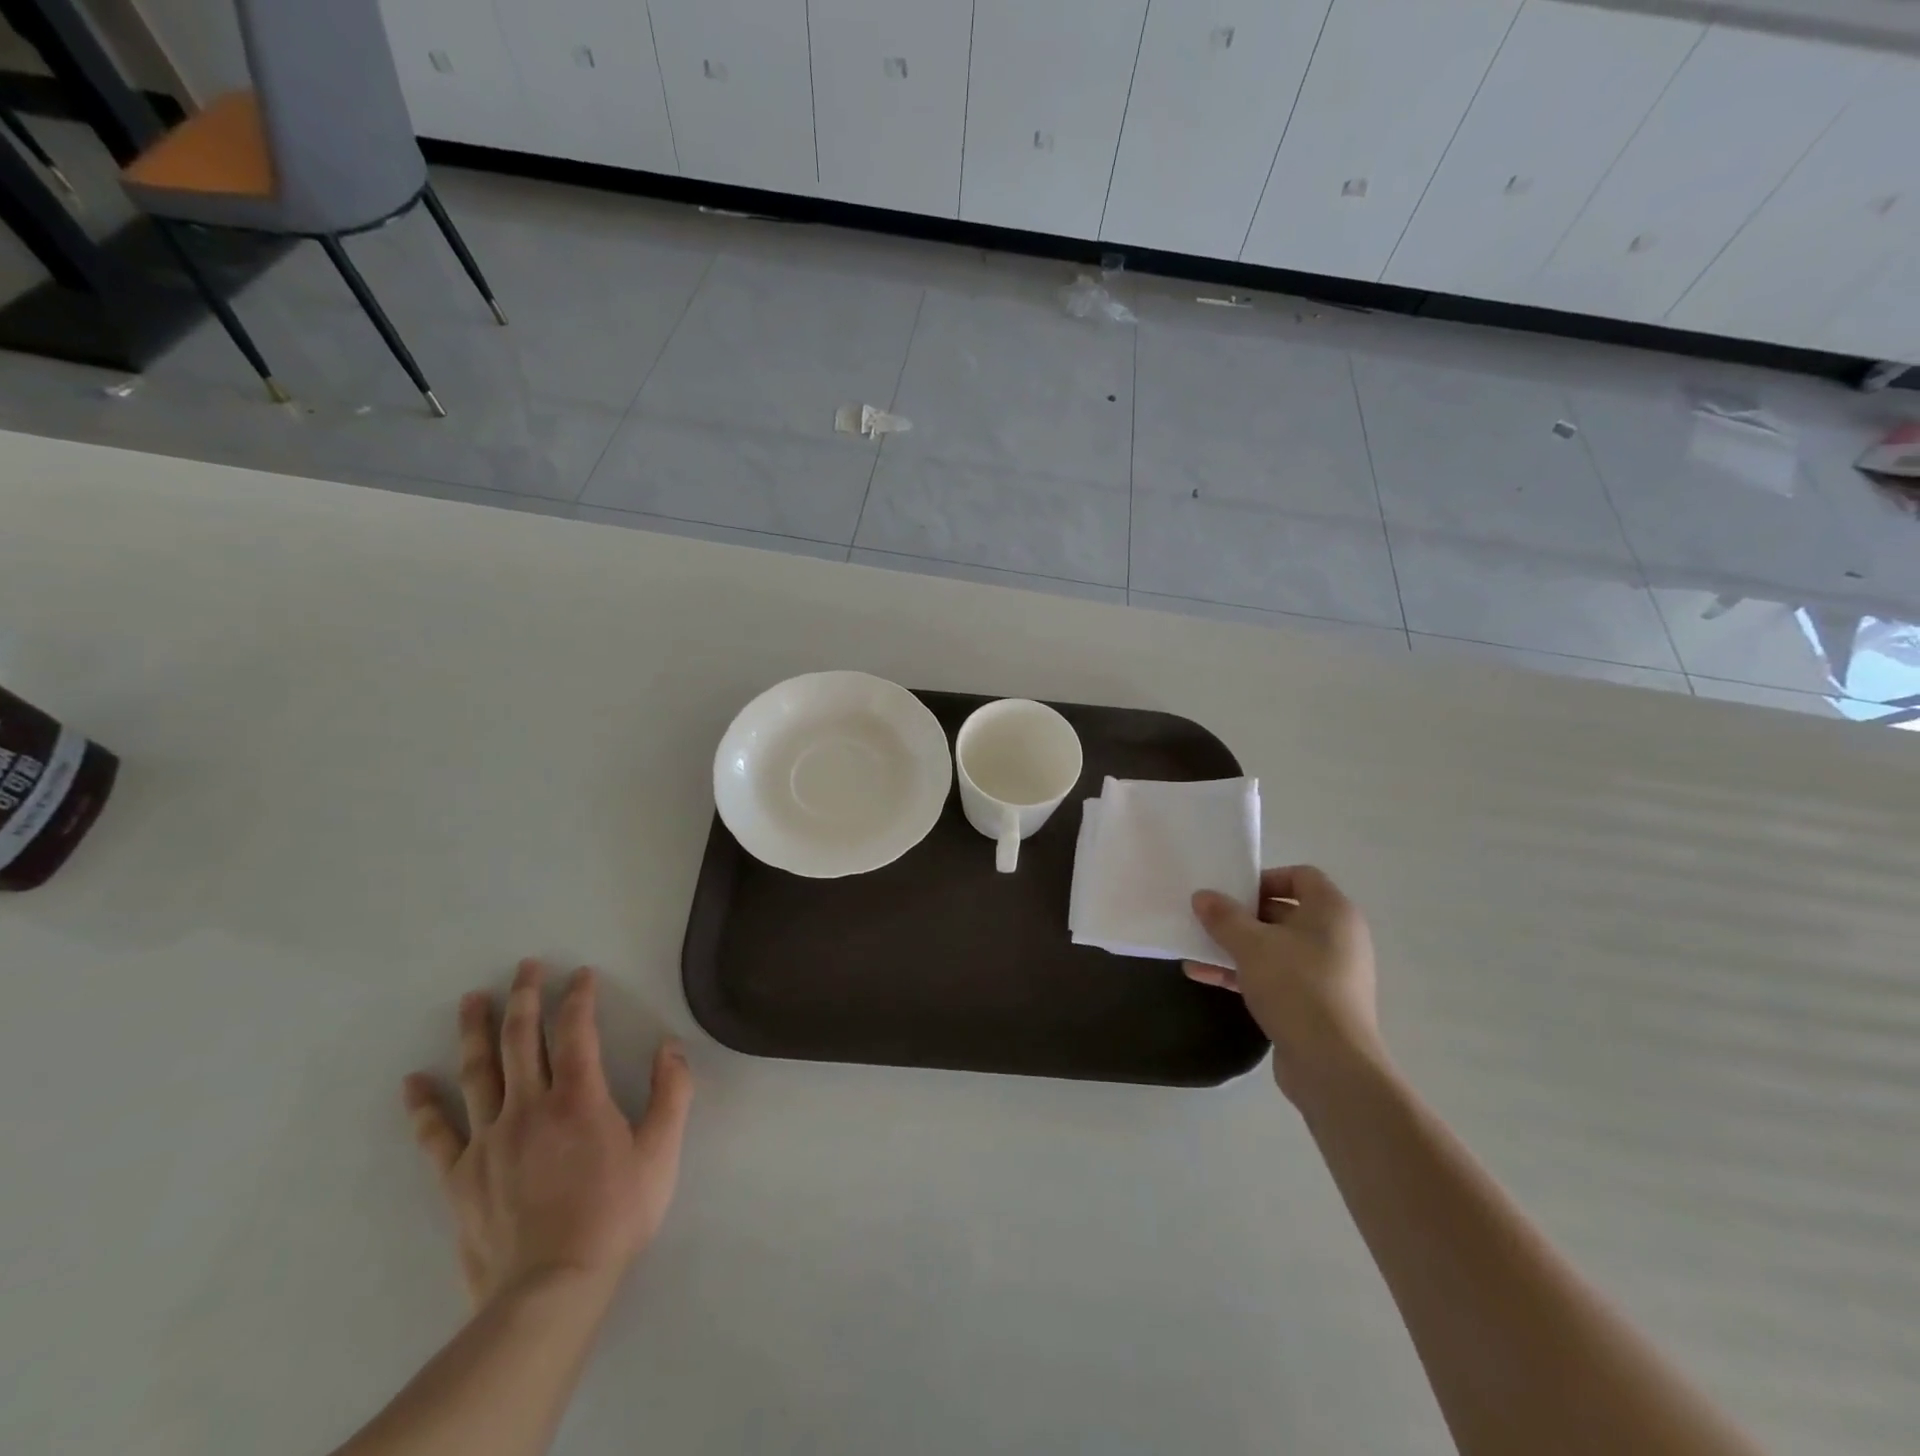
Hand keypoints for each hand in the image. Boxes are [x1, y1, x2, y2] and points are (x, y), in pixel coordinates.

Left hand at [402, 959, 693, 1311]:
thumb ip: (672, 1094)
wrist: (551, 1289)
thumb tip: (671, 1046)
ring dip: (475, 1031)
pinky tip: (413, 1081)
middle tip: (524, 965)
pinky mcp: (460, 1176)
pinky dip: (424, 1105)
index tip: (581, 974)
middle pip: (521, 1039)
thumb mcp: (661, 1153)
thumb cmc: (614, 1215)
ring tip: (472, 998)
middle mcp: (529, 1106)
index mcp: (579, 1098)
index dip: (578, 997)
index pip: (576, 1031)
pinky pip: (436, 1133)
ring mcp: (488, 1140)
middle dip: (525, 996)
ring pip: (478, 1072)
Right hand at [1185, 865, 1383, 1100]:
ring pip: (1276, 948)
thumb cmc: (1296, 987)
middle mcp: (1337, 937)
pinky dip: (1246, 973)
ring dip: (1237, 947)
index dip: (1265, 878)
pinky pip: (1277, 976)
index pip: (1301, 876)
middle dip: (1243, 916)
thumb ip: (1223, 917)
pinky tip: (1206, 976)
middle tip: (1209, 919)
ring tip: (1197, 949)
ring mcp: (1330, 973)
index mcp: (1333, 912)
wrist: (1332, 1064)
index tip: (1233, 893)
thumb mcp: (1250, 945)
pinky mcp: (1317, 1004)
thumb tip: (1203, 896)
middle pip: (1285, 912)